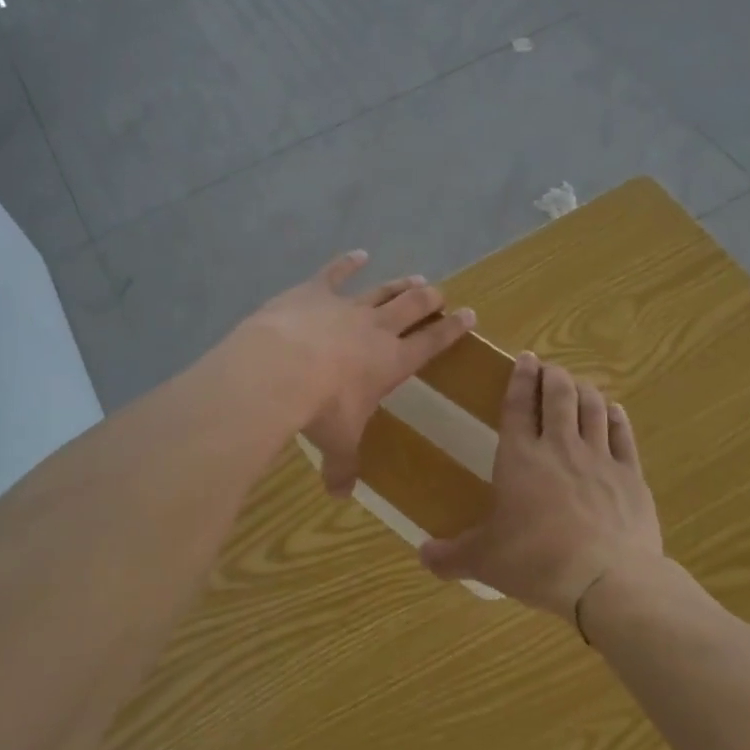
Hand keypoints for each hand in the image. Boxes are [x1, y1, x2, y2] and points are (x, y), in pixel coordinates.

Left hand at [239, 251, 475, 493]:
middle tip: (440, 293)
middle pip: (413, 307)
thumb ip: (341, 467)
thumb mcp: (336, 443)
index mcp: (392, 362)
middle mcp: (376, 329)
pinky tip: (358, 254)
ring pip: (382, 290)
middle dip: (430, 299)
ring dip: (399, 284)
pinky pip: (335, 273)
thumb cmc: (320, 409)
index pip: (432, 342)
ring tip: (415, 278)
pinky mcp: (314, 291)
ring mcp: (347, 306)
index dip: (452, 329)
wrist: (280, 369)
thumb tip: (339, 496)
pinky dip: (347, 263)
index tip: (469, 314)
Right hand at [419, 353, 662, 619]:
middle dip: (554, 376)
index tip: (526, 358)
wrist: (607, 581)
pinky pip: (623, 435)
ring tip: (578, 383)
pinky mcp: (630, 476)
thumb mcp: (485, 561)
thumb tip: (422, 555)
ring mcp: (599, 459)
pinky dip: (616, 417)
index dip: (521, 378)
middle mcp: (560, 447)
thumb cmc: (537, 562)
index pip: (518, 406)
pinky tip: (613, 409)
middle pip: (559, 396)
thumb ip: (452, 555)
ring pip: (592, 408)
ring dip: (583, 390)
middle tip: (550, 368)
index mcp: (520, 458)